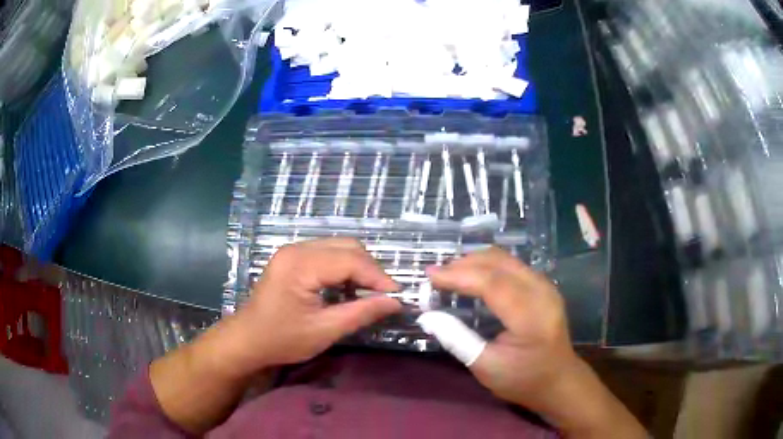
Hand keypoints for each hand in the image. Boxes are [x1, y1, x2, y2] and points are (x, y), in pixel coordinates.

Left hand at [218, 238, 402, 376]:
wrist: (247, 340)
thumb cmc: (281, 339)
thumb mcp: (324, 330)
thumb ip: (361, 313)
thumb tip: (395, 302)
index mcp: (301, 264)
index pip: (351, 260)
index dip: (378, 276)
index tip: (397, 296)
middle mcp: (297, 249)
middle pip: (347, 246)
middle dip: (370, 269)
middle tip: (384, 295)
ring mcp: (293, 251)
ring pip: (339, 247)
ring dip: (358, 267)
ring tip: (368, 293)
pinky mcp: (292, 258)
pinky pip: (327, 254)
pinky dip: (343, 267)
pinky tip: (347, 288)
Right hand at [427, 248, 575, 410]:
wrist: (558, 381)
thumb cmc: (522, 379)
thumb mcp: (485, 367)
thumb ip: (456, 339)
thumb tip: (427, 316)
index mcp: (530, 316)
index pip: (492, 283)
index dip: (459, 275)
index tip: (430, 275)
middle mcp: (542, 292)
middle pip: (499, 263)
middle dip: (464, 263)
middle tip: (436, 274)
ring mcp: (545, 286)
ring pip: (506, 259)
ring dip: (475, 261)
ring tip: (450, 274)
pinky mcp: (544, 286)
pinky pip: (512, 265)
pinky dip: (488, 266)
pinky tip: (473, 276)